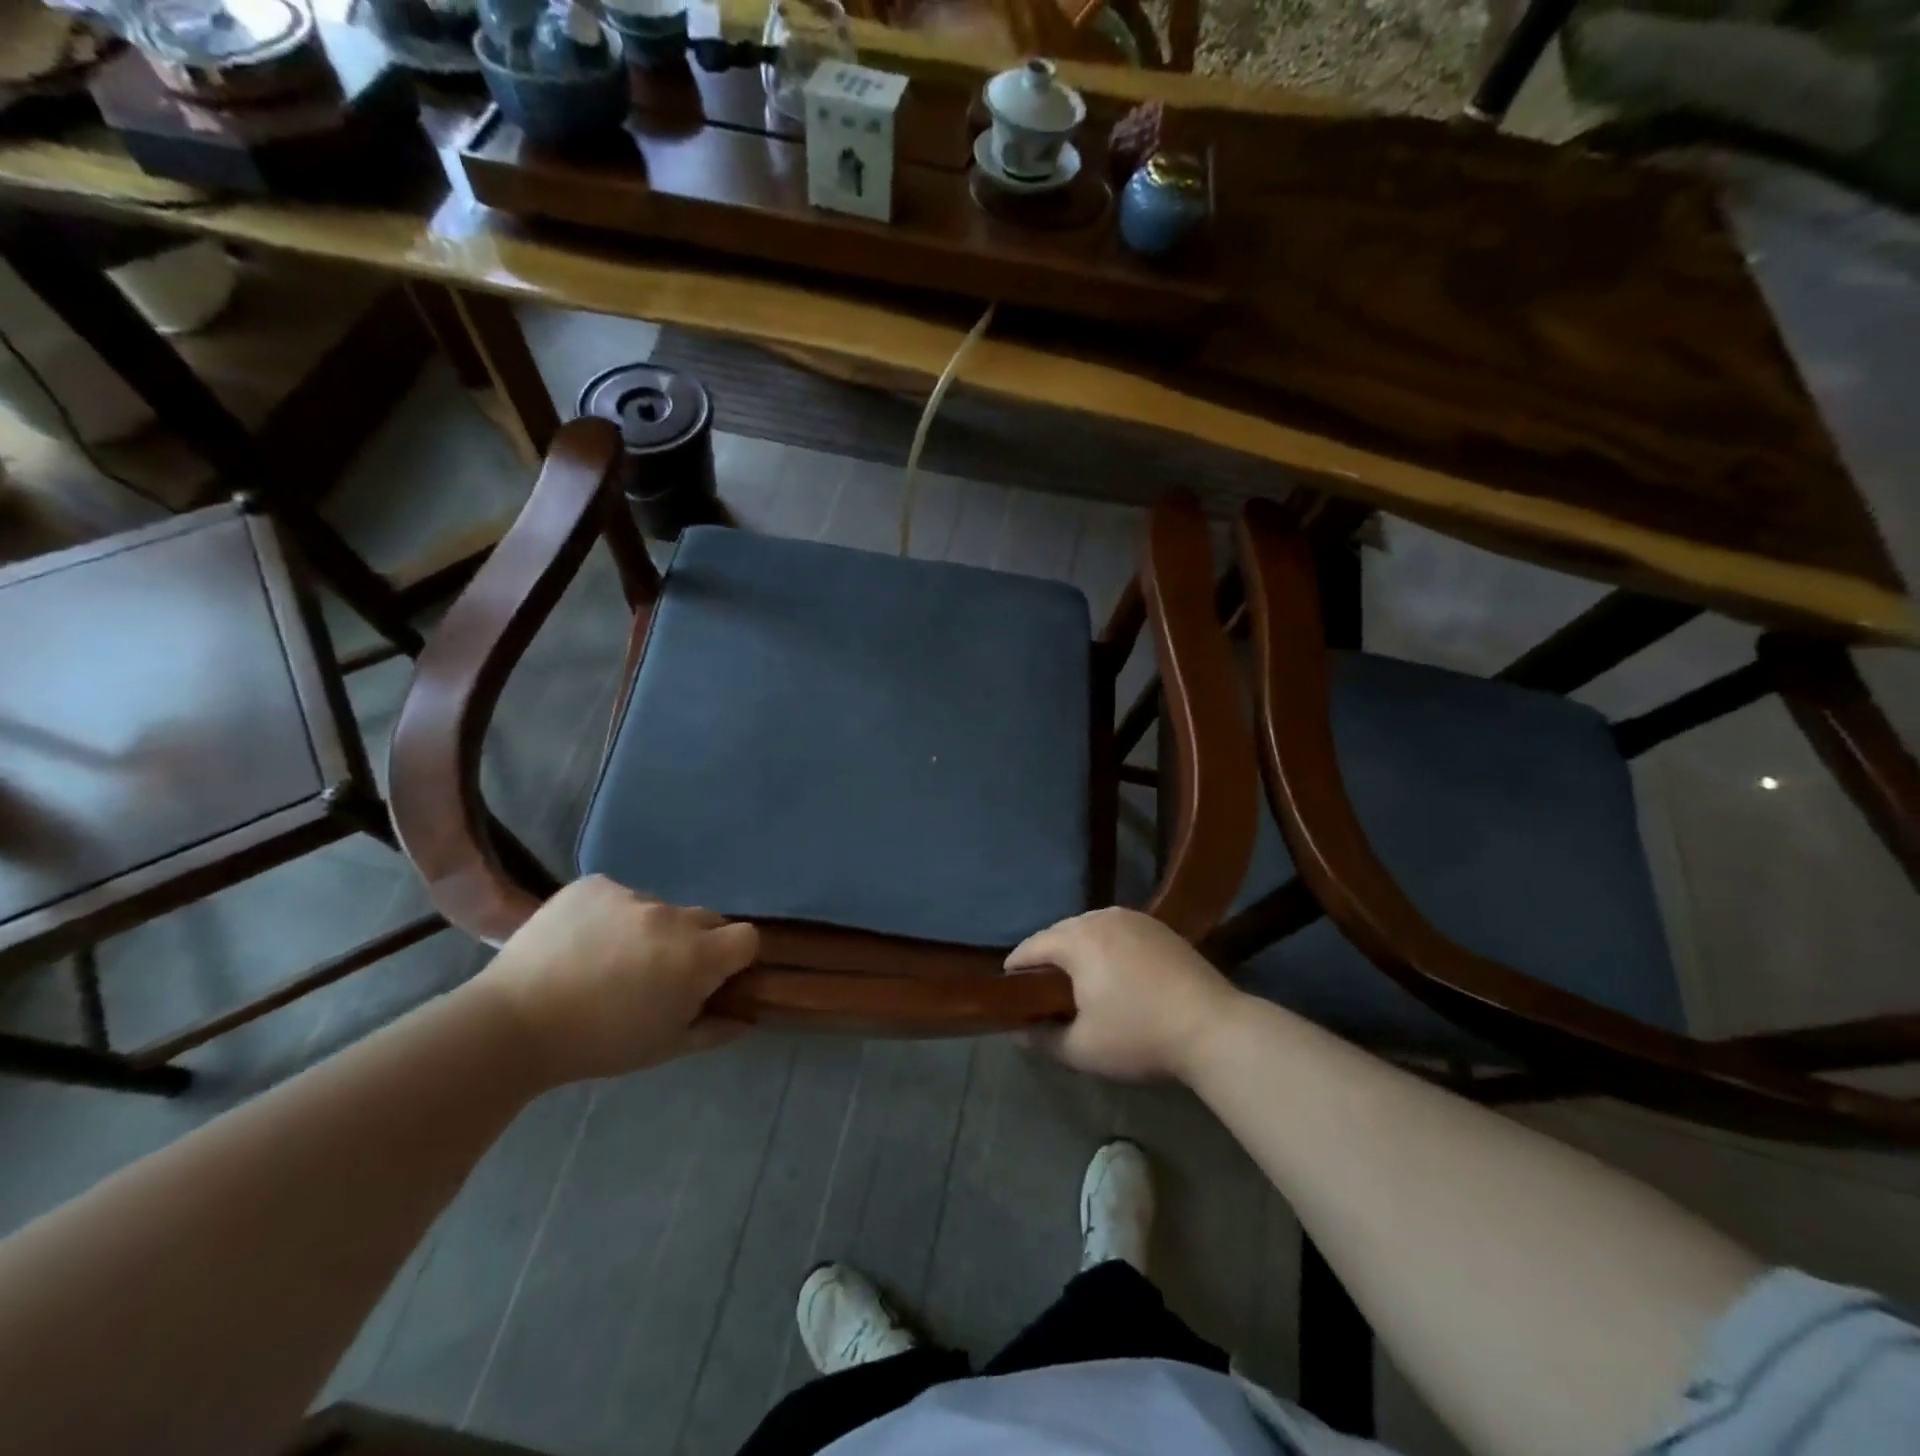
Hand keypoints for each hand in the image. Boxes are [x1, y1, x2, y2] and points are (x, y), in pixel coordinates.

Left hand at [467, 876, 757, 1085]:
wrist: (511, 1024)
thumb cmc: (598, 1044)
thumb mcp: (665, 1048)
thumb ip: (715, 1029)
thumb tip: (748, 1017)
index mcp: (696, 957)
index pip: (746, 937)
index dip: (736, 957)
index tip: (713, 977)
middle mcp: (671, 916)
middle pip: (706, 920)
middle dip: (695, 943)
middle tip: (660, 974)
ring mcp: (630, 895)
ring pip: (660, 909)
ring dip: (651, 930)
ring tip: (610, 960)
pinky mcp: (594, 885)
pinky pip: (619, 896)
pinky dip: (612, 916)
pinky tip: (584, 942)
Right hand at [1006, 908, 1240, 1082]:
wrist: (1214, 1028)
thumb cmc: (1139, 1036)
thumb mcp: (1083, 1049)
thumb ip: (1043, 1039)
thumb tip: (1017, 1033)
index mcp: (1077, 939)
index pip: (1032, 946)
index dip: (1016, 968)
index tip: (1008, 988)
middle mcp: (1102, 917)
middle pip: (1060, 932)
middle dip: (1047, 956)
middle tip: (1041, 988)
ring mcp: (1135, 918)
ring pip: (1090, 928)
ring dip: (1078, 949)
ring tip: (1076, 979)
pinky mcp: (1160, 927)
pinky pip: (1118, 931)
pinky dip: (1106, 947)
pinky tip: (1113, 972)